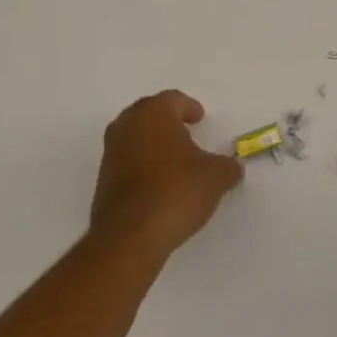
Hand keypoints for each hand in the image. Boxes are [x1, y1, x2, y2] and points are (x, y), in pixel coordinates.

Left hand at [90, 91, 242, 260]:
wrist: (129, 237)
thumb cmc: (175, 191)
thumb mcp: (215, 177)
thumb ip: (227, 167)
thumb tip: (233, 167)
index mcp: (153, 113)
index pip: (173, 99)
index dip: (189, 107)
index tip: (199, 118)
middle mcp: (127, 126)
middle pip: (149, 114)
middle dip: (168, 121)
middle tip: (186, 132)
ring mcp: (111, 153)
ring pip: (135, 137)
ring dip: (153, 144)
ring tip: (174, 160)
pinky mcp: (103, 180)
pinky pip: (127, 162)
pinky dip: (142, 165)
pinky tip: (159, 184)